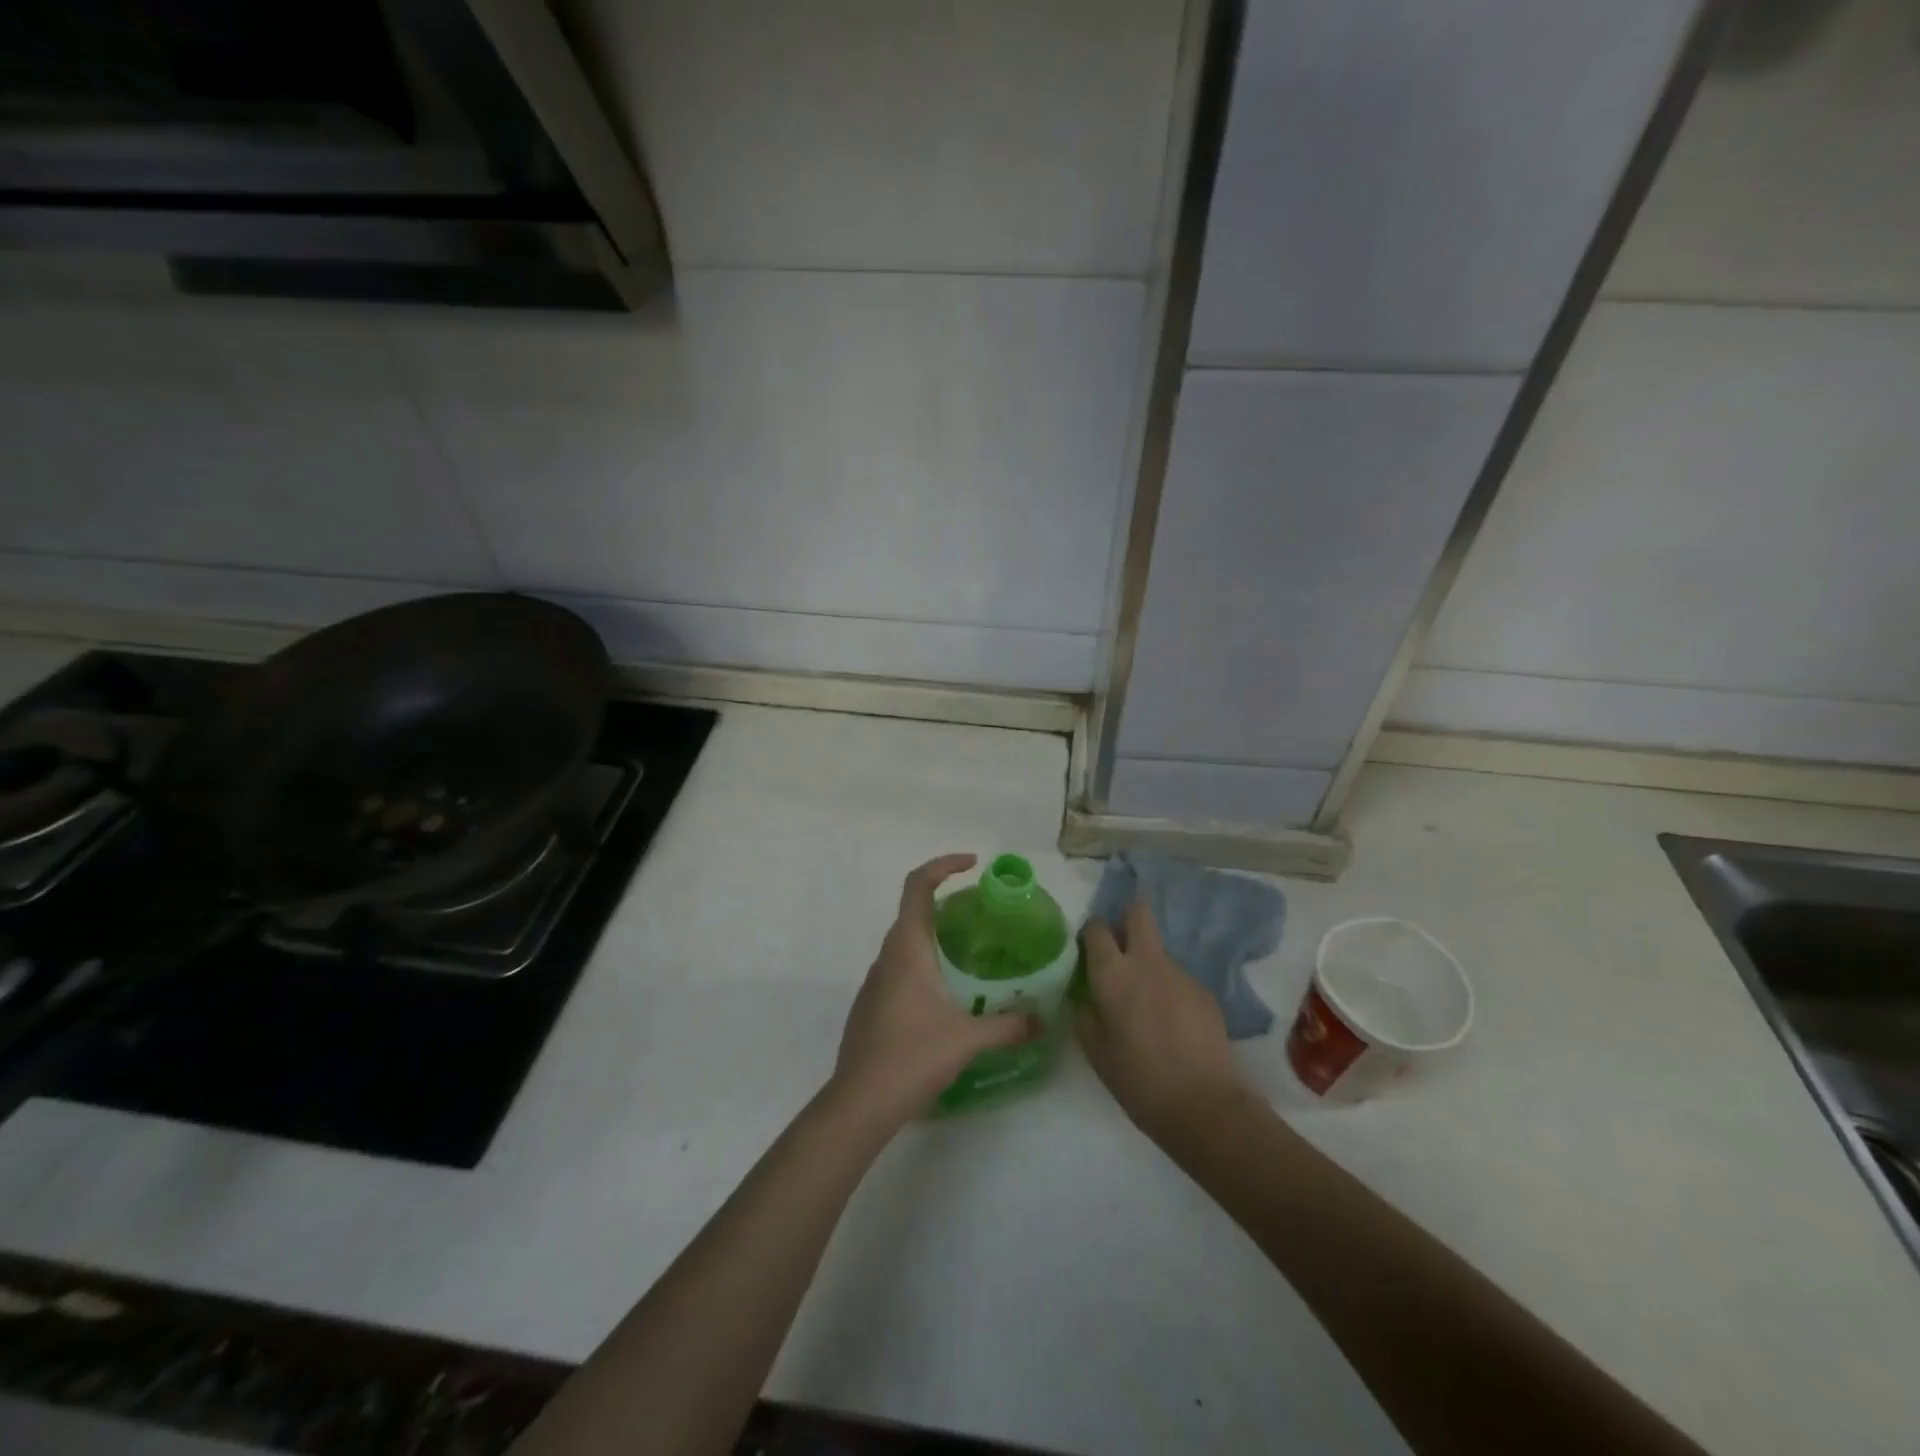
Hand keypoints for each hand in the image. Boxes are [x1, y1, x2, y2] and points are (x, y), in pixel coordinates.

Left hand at [830, 854, 1033, 1129]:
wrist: (860, 1102)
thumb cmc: (912, 1057)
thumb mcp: (967, 1039)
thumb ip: (1008, 1026)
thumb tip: (1043, 1021)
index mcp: (907, 948)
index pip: (917, 885)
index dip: (944, 865)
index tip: (973, 865)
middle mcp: (887, 956)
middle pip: (913, 911)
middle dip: (947, 904)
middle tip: (984, 916)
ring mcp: (875, 981)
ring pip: (906, 943)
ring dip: (935, 938)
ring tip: (972, 957)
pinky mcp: (871, 1005)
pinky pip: (900, 968)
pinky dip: (924, 965)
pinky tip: (946, 996)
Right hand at [1075, 901, 1245, 1141]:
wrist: (1203, 1105)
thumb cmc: (1138, 1080)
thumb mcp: (1095, 1051)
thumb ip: (1084, 1014)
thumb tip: (1084, 996)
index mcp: (1113, 973)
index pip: (1097, 927)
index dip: (1091, 933)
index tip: (1089, 951)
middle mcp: (1147, 962)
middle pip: (1139, 913)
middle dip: (1127, 920)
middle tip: (1121, 949)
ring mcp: (1180, 973)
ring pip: (1159, 951)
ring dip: (1149, 965)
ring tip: (1148, 1007)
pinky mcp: (1204, 991)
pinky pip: (1178, 979)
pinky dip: (1170, 991)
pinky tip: (1173, 1025)